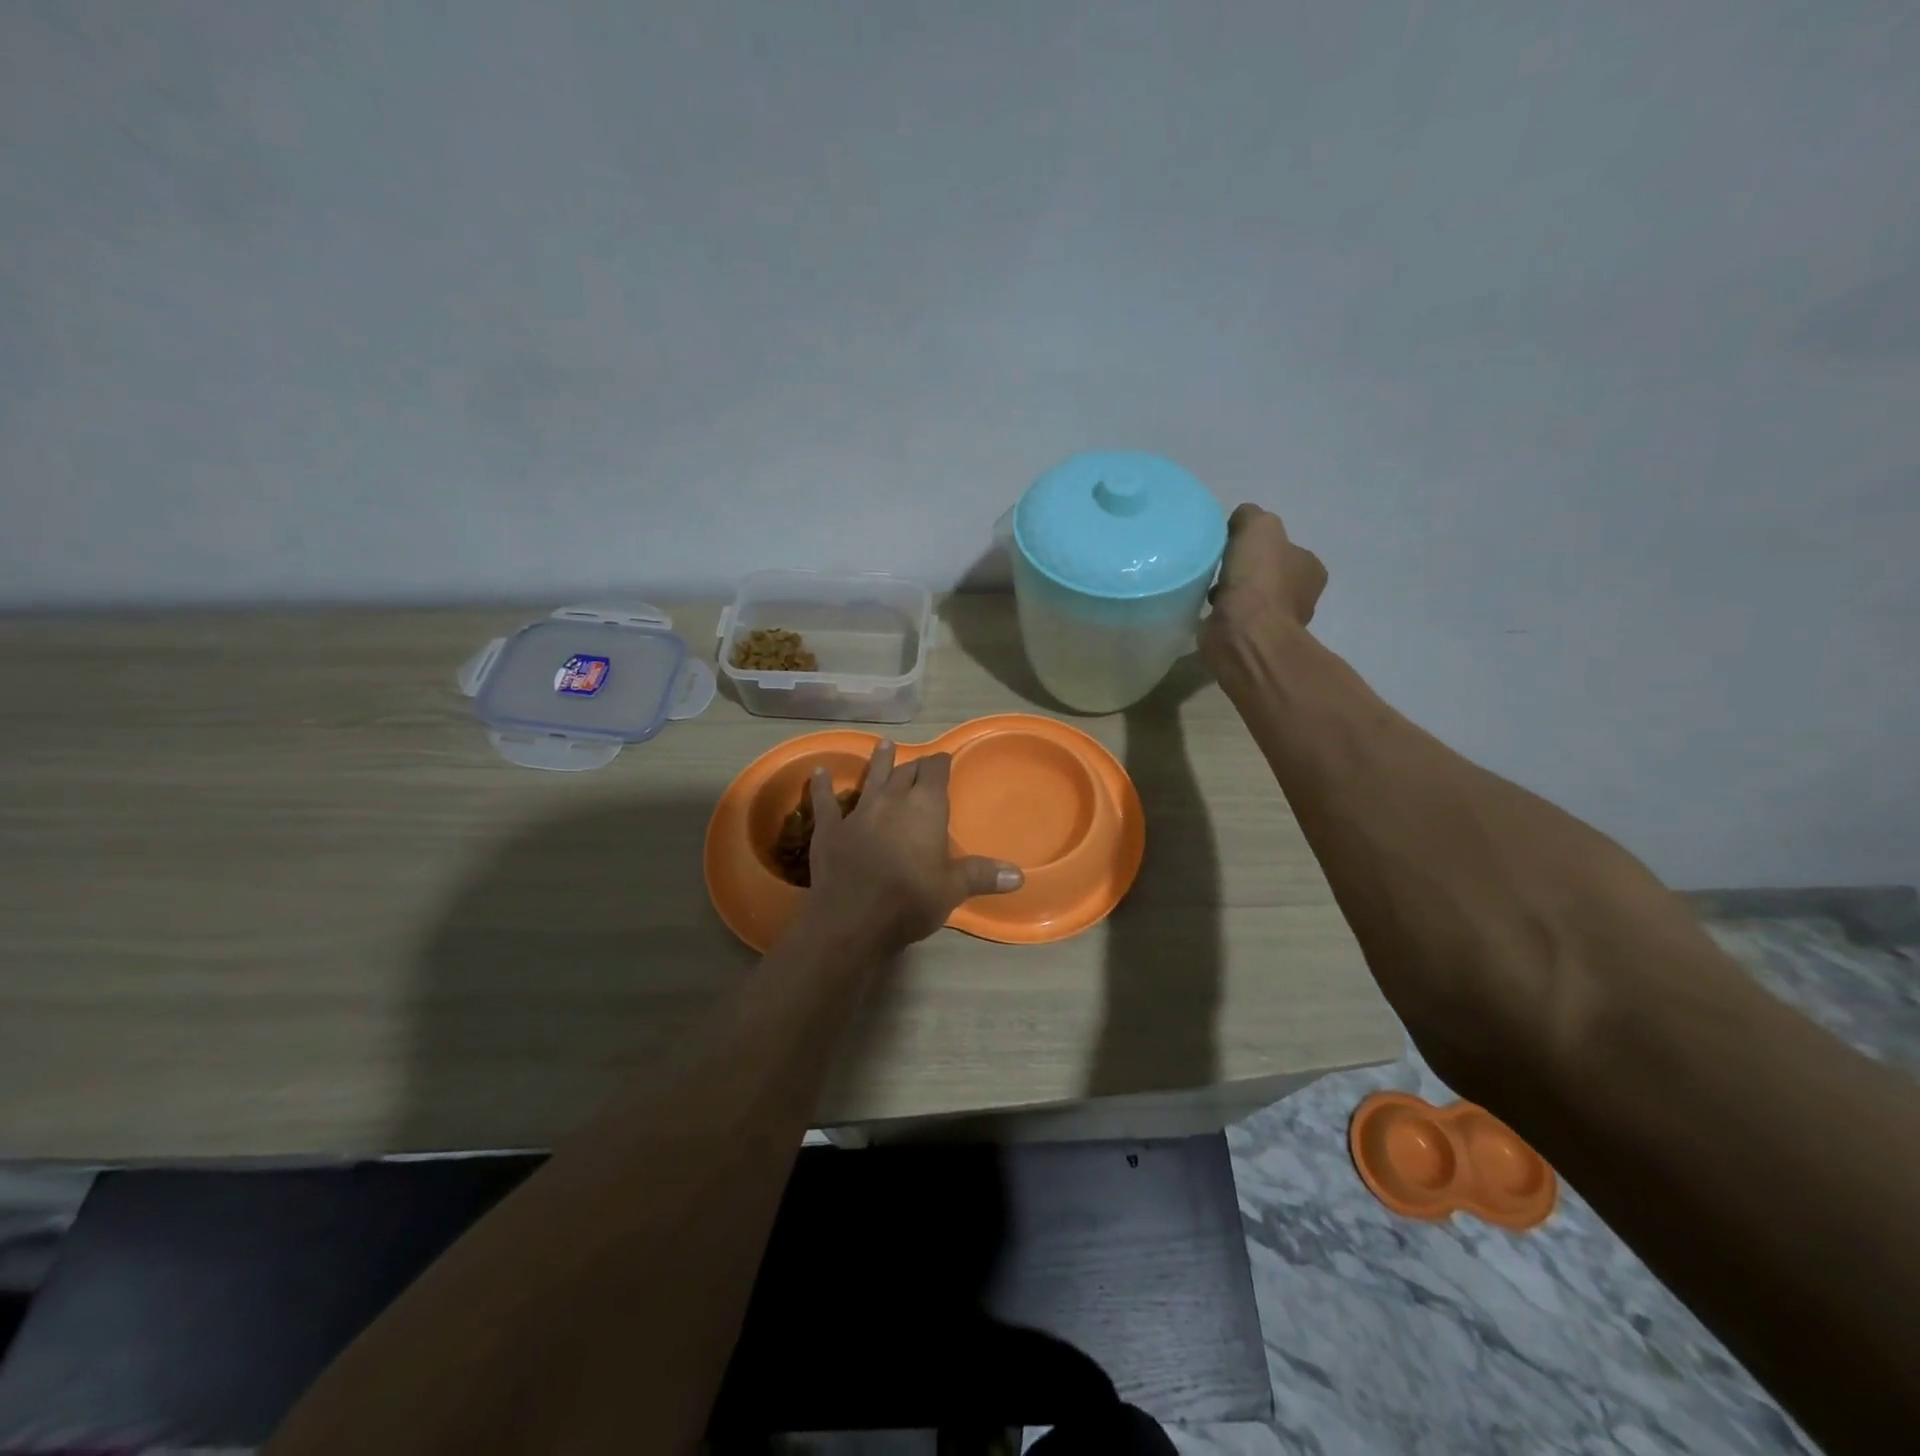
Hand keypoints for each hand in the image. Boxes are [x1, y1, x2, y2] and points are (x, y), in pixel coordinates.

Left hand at [798, 742, 1023, 953]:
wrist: (852, 919)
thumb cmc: (910, 900)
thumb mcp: (953, 889)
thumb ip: (982, 875)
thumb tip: (1019, 875)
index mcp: (925, 807)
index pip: (935, 772)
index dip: (940, 763)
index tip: (944, 758)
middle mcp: (892, 800)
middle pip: (906, 773)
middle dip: (915, 765)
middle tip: (920, 762)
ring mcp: (859, 811)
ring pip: (872, 778)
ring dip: (879, 762)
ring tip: (884, 745)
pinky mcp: (829, 828)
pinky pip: (825, 801)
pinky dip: (822, 786)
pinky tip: (818, 771)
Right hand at [1198, 504, 1327, 666]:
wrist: (1244, 633)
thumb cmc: (1259, 579)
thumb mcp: (1258, 526)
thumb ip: (1250, 516)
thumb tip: (1240, 521)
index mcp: (1310, 569)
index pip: (1287, 550)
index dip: (1262, 545)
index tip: (1236, 546)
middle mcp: (1300, 597)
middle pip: (1269, 576)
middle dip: (1245, 572)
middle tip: (1220, 568)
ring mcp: (1277, 623)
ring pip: (1252, 600)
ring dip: (1232, 595)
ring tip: (1210, 591)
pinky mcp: (1253, 642)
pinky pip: (1236, 621)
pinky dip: (1223, 616)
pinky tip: (1209, 611)